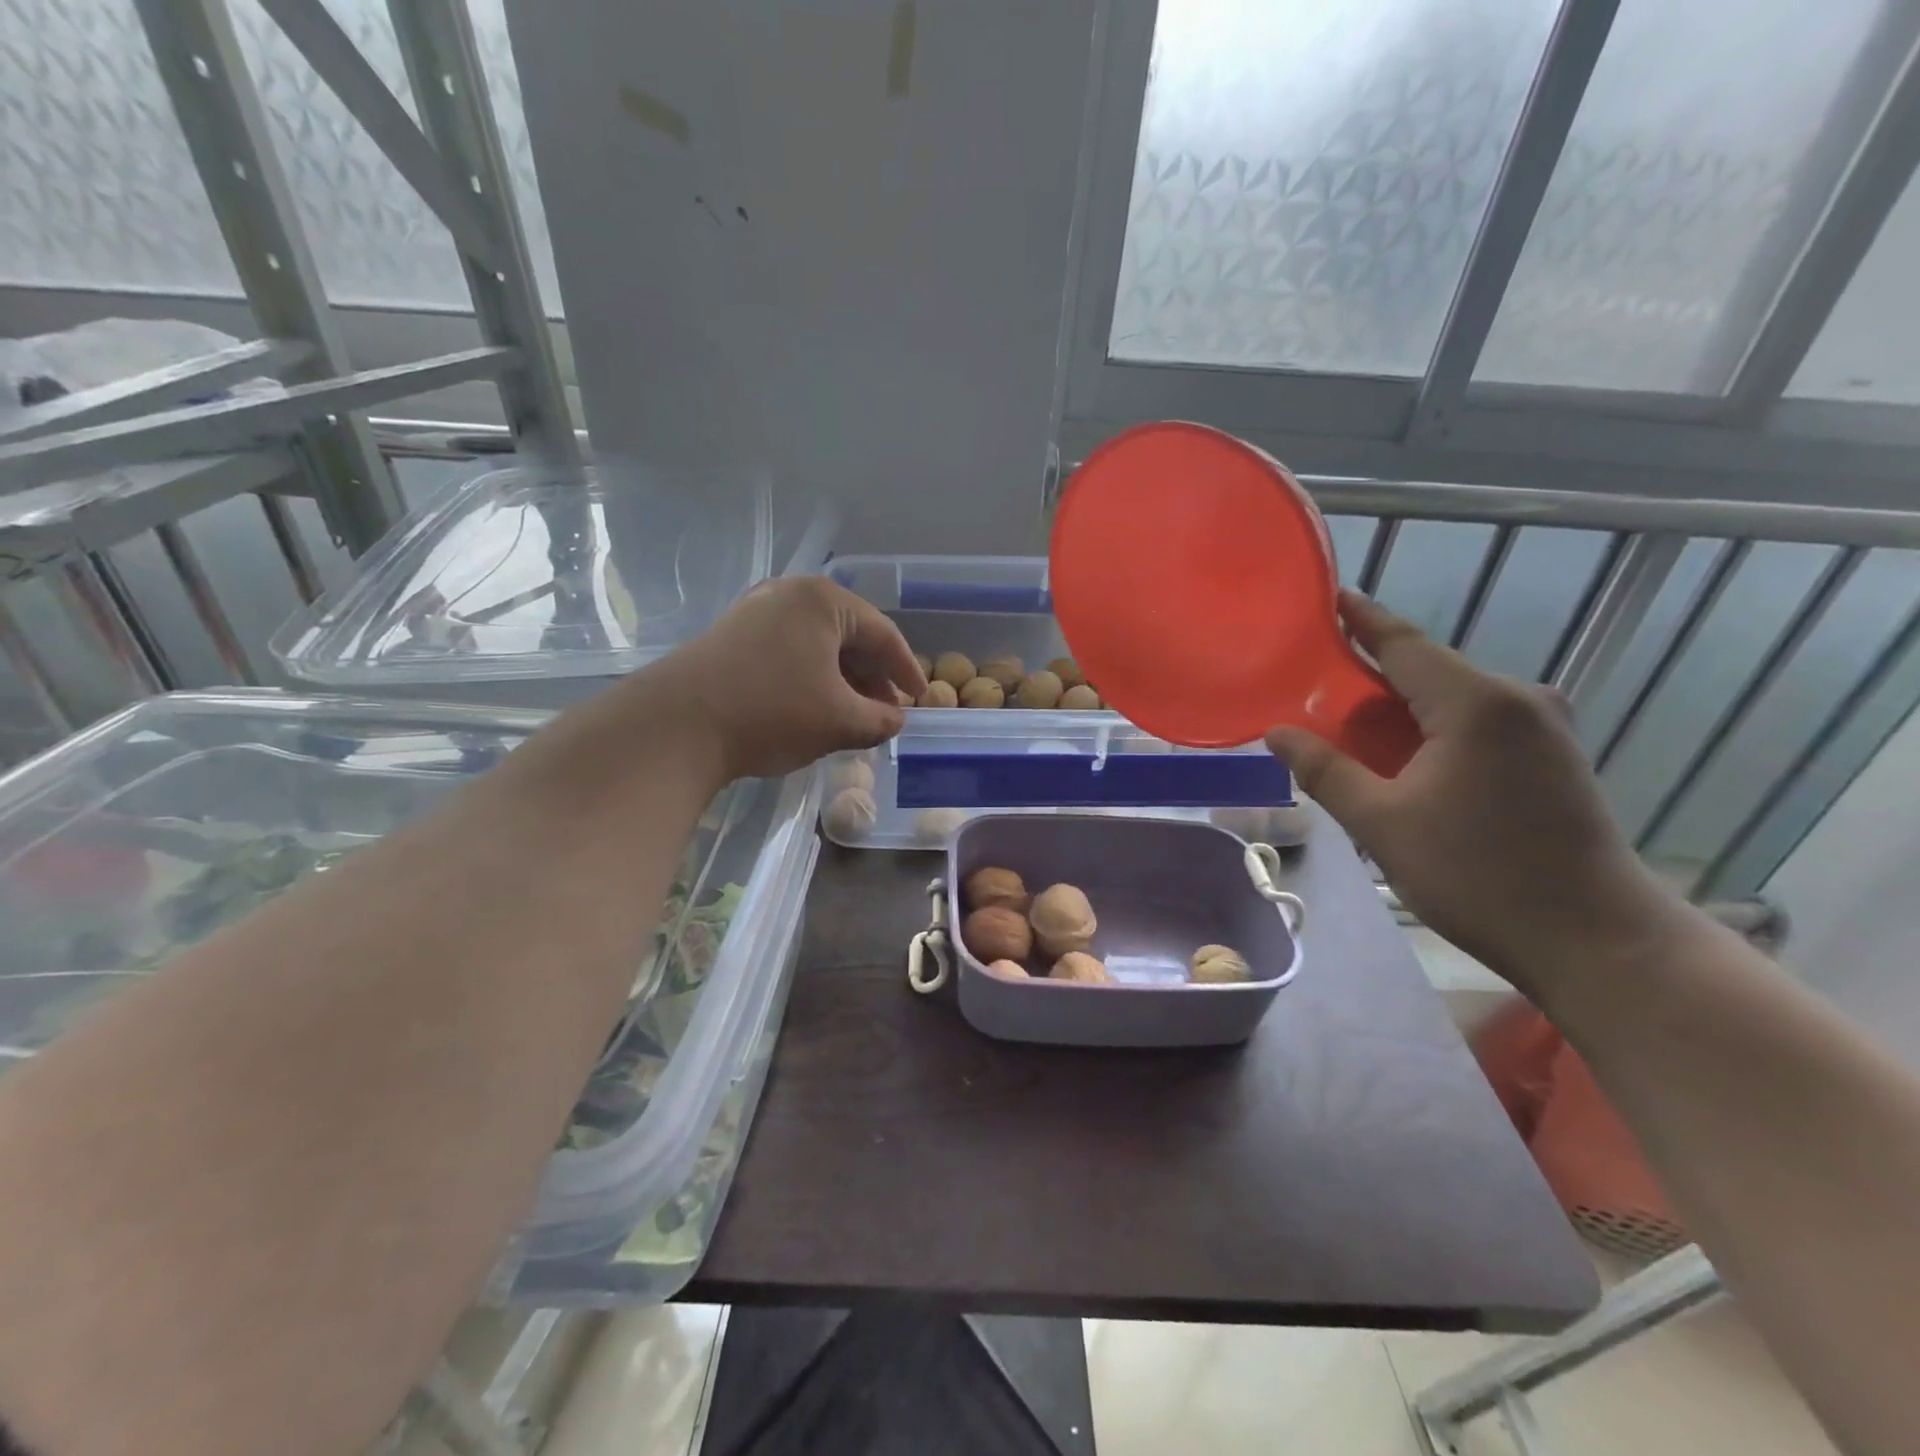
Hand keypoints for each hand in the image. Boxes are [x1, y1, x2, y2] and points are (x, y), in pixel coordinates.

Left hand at [651, 575, 925, 781]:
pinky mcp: (732, 638)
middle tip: (888, 711)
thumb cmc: (772, 712)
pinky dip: (812, 679)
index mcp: (823, 601)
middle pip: (849, 636)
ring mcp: (756, 613)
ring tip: (855, 716)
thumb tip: (896, 719)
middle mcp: (789, 595)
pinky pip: (789, 653)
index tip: (920, 698)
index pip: (882, 633)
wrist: (677, 726)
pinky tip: (815, 710)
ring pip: (818, 646)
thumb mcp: (840, 720)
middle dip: (872, 677)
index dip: (906, 669)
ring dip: (843, 681)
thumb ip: (880, 719)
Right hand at [1265, 592, 1676, 997]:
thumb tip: (1275, 732)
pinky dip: (1432, 727)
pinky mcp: (1554, 754)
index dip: (1360, 620)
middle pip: (1428, 669)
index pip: (1404, 643)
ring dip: (1401, 706)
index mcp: (1476, 703)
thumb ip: (1324, 770)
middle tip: (1313, 683)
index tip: (1327, 599)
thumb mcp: (1382, 824)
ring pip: (1452, 698)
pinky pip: (1478, 722)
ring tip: (1347, 722)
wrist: (1594, 939)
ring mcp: (1544, 726)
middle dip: (1370, 673)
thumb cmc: (1477, 876)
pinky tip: (1402, 752)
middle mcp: (1517, 699)